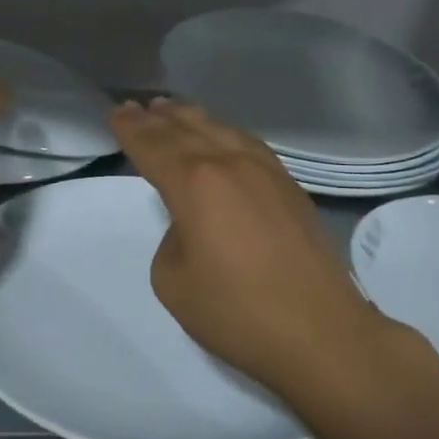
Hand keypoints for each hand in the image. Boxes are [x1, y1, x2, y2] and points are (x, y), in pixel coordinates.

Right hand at [111, 98, 394, 395]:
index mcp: (195, 184)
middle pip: (186, 130)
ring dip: (193, 118)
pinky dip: (226, 134)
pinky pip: (249, 145)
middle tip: (138, 106)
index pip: (154, 146)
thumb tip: (192, 224)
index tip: (117, 113)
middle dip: (157, 118)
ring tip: (174, 109)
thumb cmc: (237, 313)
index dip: (132, 129)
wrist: (321, 333)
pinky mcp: (291, 188)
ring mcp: (267, 173)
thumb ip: (172, 240)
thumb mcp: (174, 282)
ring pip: (222, 131)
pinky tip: (224, 137)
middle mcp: (230, 165)